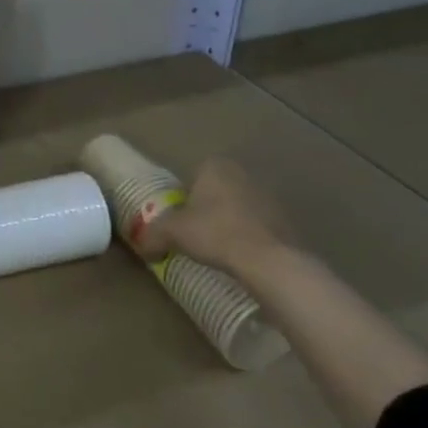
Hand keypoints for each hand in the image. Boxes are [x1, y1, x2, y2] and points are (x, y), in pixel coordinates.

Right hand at [126, 158, 288, 275]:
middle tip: (196, 233)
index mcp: (215, 167)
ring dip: (229, 223)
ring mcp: (268, 198)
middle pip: (216, 191)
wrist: (270, 261)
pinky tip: (241, 257)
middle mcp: (243, 175)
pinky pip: (258, 227)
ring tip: (219, 249)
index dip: (184, 197)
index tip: (180, 218)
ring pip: (238, 208)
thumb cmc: (215, 233)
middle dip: (207, 209)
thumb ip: (152, 234)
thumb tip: (141, 246)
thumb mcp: (172, 232)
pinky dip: (249, 238)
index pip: (193, 175)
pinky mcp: (286, 222)